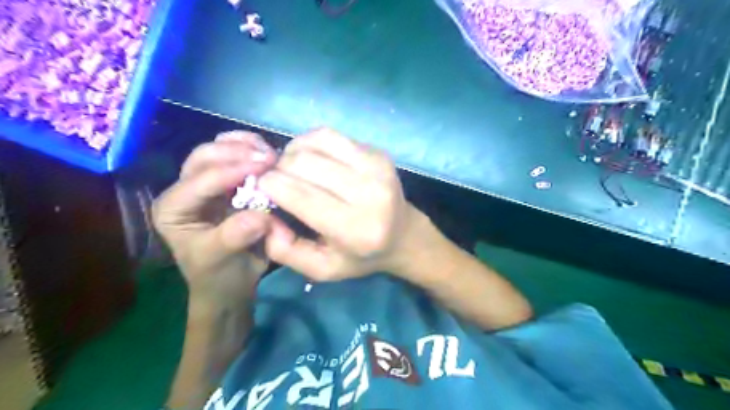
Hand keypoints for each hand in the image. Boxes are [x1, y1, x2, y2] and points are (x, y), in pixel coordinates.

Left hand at [152, 132, 278, 301]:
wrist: (232, 281)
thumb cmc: (219, 274)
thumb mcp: (220, 260)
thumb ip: (234, 237)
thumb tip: (261, 217)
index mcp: (174, 208)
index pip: (200, 181)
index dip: (232, 171)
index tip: (266, 166)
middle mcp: (186, 190)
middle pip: (204, 156)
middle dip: (237, 152)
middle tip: (270, 157)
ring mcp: (206, 184)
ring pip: (218, 150)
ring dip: (245, 146)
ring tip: (271, 153)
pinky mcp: (227, 183)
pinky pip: (234, 156)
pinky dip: (251, 150)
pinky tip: (268, 153)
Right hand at [259, 129, 428, 281]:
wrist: (403, 236)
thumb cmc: (361, 256)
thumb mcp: (321, 269)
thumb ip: (285, 250)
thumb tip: (264, 216)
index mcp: (355, 229)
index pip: (300, 195)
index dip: (270, 185)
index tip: (261, 188)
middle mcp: (369, 193)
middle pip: (304, 164)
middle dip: (279, 169)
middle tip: (277, 181)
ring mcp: (377, 167)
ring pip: (315, 142)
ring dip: (293, 152)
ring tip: (293, 169)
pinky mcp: (377, 153)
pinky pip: (330, 135)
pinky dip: (311, 143)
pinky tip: (311, 159)